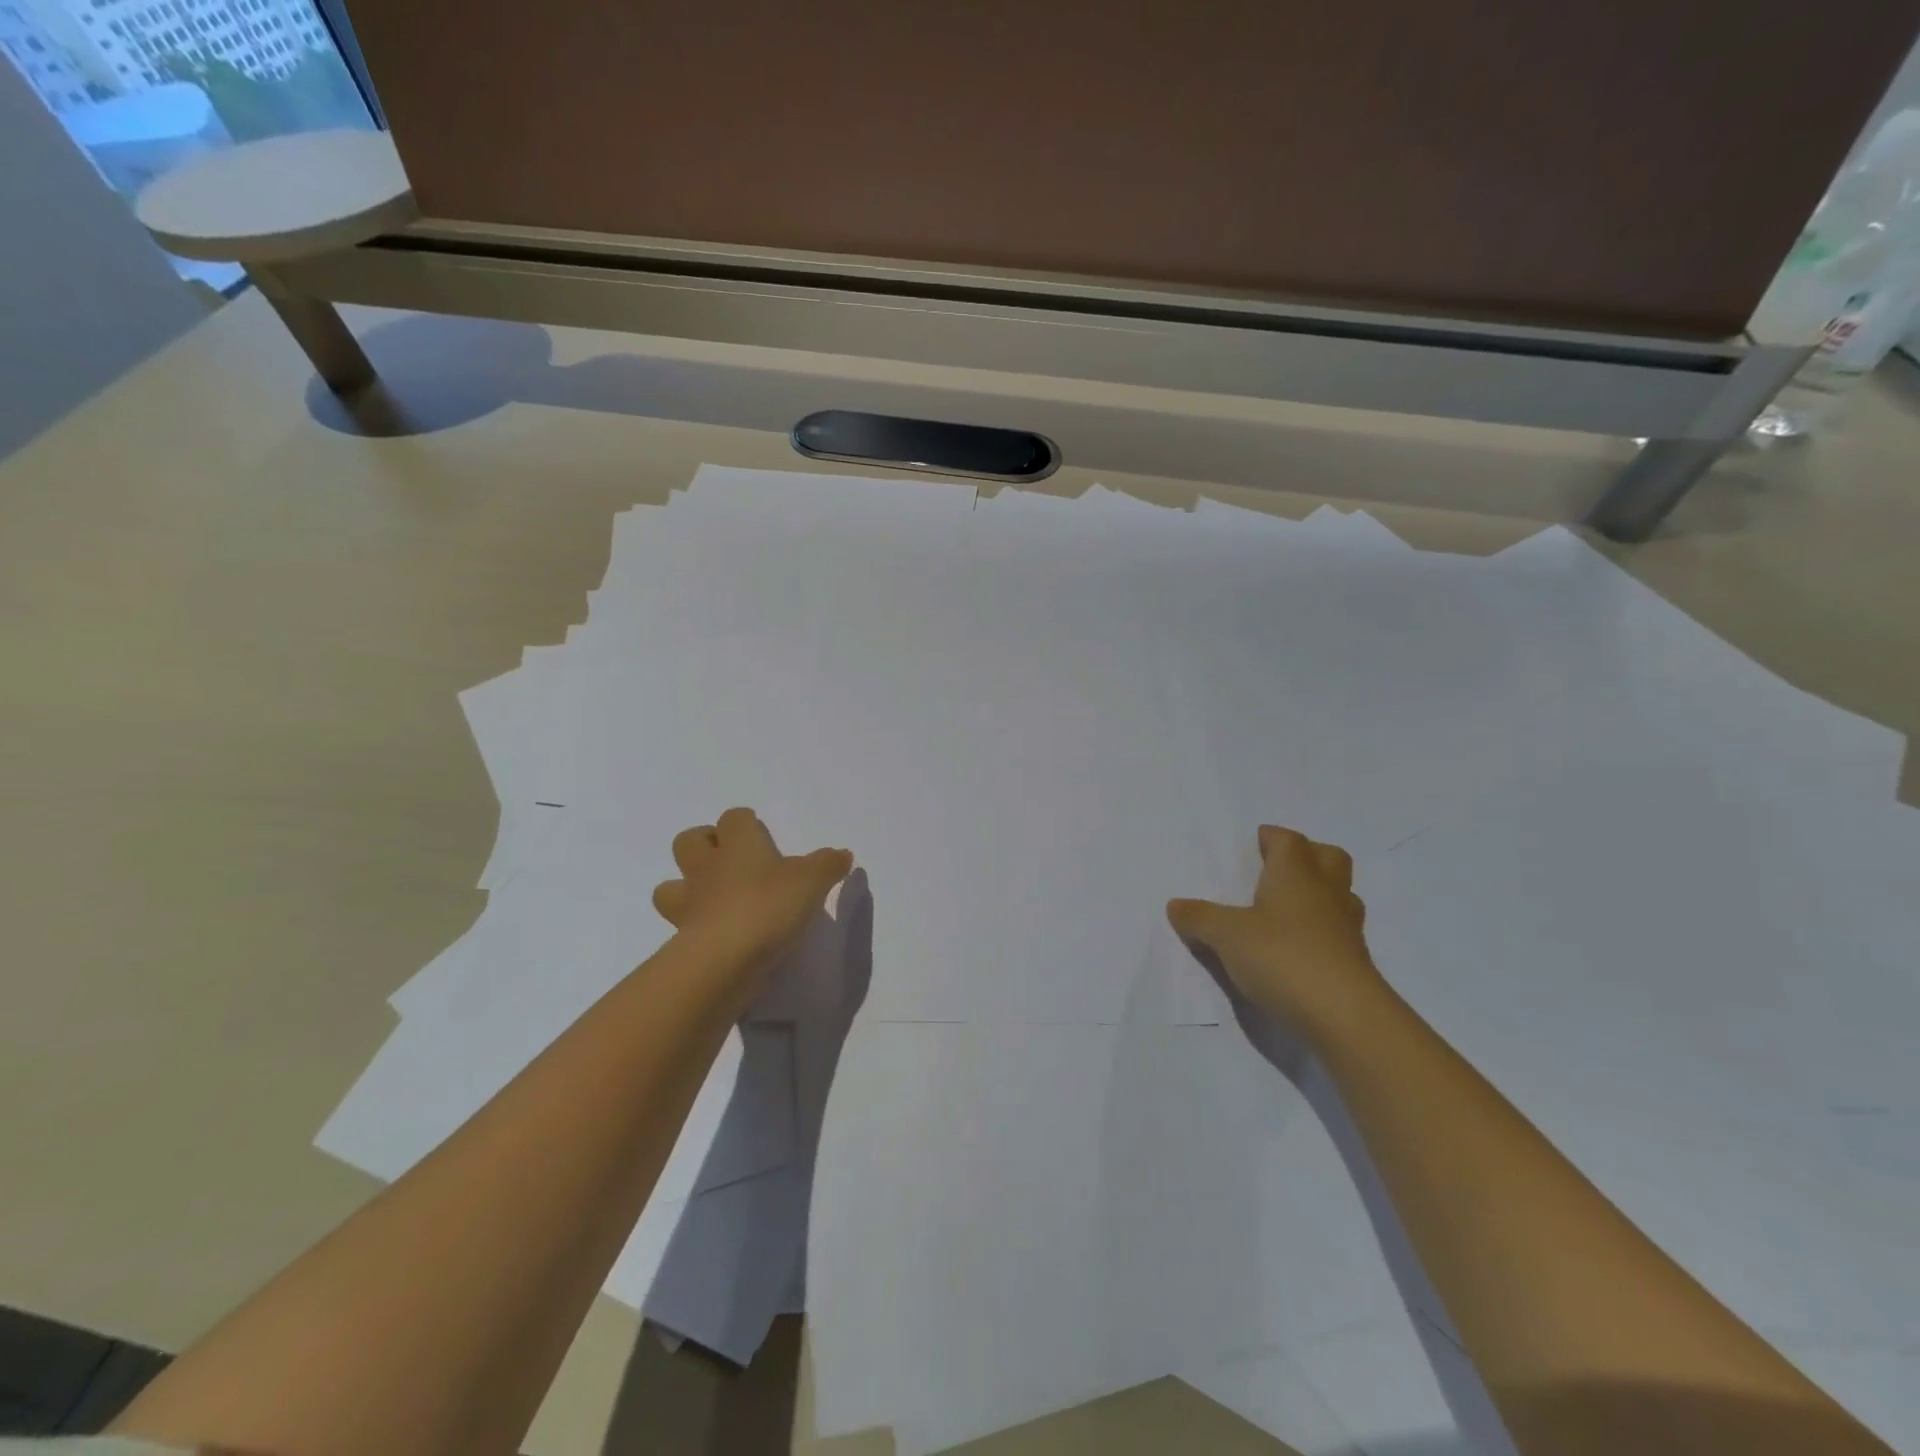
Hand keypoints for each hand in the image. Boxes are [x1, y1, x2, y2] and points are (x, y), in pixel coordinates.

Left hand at [652, 808, 852, 972]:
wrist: (726, 959)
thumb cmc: (770, 905)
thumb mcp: (812, 881)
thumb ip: (828, 865)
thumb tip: (842, 854)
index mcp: (738, 844)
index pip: (734, 818)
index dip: (745, 823)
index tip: (760, 834)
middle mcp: (708, 867)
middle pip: (690, 840)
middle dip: (705, 845)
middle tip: (731, 860)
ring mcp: (690, 904)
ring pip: (670, 885)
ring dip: (686, 887)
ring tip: (714, 901)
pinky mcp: (683, 939)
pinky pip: (682, 925)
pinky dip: (695, 927)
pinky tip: (718, 936)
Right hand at [1168, 825, 1396, 1041]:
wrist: (1344, 1016)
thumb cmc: (1282, 957)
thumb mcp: (1226, 936)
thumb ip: (1199, 918)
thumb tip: (1175, 906)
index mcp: (1295, 875)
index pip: (1289, 841)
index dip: (1273, 838)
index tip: (1257, 842)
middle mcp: (1325, 892)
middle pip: (1328, 857)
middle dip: (1307, 855)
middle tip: (1280, 868)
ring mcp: (1346, 928)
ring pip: (1340, 894)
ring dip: (1320, 893)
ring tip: (1290, 908)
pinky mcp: (1356, 962)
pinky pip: (1340, 931)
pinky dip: (1323, 931)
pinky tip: (1299, 947)